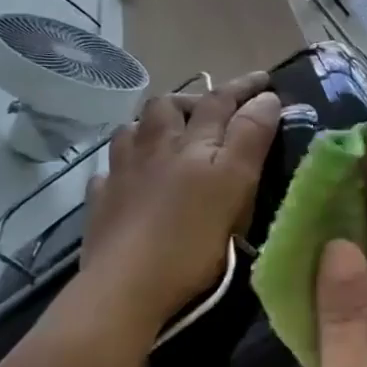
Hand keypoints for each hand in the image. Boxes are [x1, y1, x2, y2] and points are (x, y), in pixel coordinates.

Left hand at [74, 72, 280, 345]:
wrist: (126, 288)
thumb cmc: (191, 238)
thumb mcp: (235, 184)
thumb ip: (250, 137)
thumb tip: (266, 98)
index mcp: (191, 143)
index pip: (220, 100)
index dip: (244, 87)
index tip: (266, 79)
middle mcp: (153, 148)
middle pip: (167, 107)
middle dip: (191, 99)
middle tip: (211, 108)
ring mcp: (120, 175)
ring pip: (132, 132)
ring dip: (152, 125)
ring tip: (167, 135)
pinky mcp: (101, 205)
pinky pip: (109, 173)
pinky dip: (123, 166)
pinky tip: (129, 177)